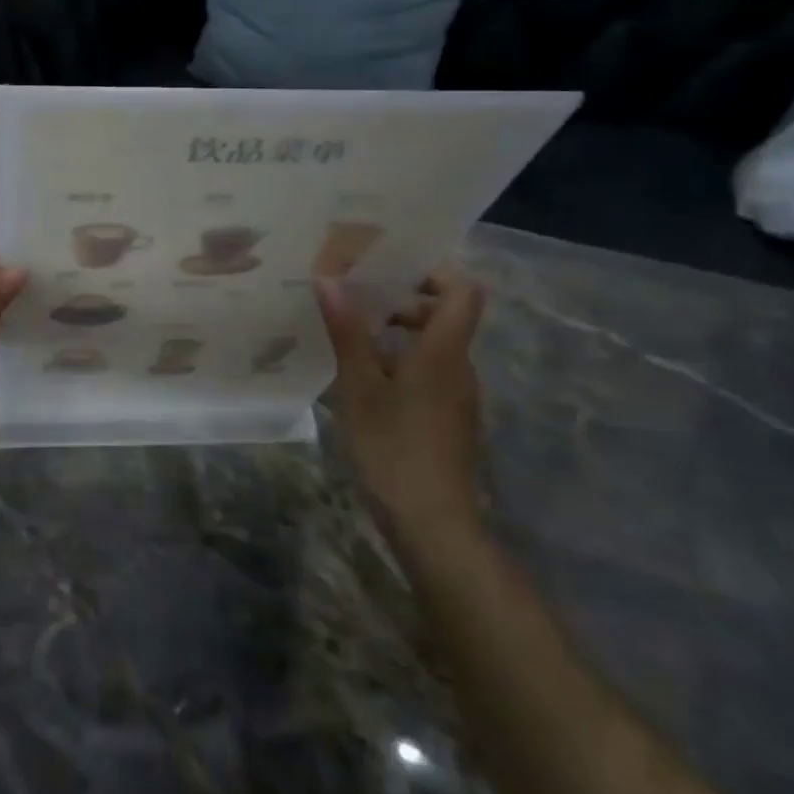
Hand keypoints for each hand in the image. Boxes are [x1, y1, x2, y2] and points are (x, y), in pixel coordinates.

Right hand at [314, 268, 486, 555]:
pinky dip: (399, 364)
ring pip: (433, 347)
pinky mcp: (447, 420)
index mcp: (443, 352)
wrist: (433, 524)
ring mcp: (457, 396)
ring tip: (348, 337)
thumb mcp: (360, 388)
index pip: (464, 291)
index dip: (434, 271)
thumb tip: (329, 279)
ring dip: (395, 335)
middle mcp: (459, 368)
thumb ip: (347, 332)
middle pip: (445, 316)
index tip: (390, 269)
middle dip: (401, 302)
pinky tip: (361, 380)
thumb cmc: (394, 449)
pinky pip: (428, 374)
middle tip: (354, 300)